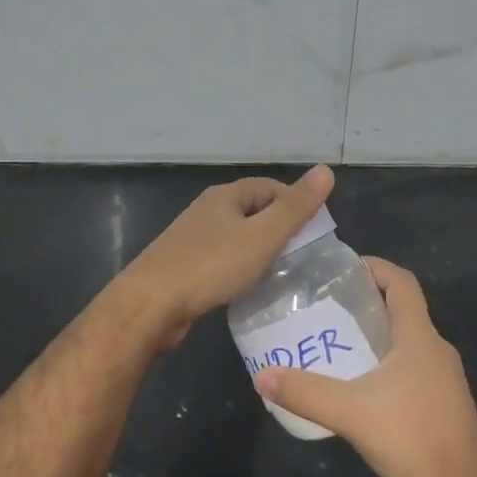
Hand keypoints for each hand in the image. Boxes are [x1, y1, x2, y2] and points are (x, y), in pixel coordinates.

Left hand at [119, 164, 334, 348]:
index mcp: (225, 196)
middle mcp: (207, 211)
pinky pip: (223, 261)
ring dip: (260, 251)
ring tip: (283, 274)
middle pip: (253, 211)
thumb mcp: (262, 236)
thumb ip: (295, 207)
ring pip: (238, 238)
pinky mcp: (185, 268)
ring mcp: (193, 240)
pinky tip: (250, 289)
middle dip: (280, 229)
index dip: (296, 204)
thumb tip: (326, 170)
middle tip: (304, 256)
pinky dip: (241, 269)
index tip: (316, 232)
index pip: (271, 188)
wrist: (150, 305)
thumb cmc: (210, 266)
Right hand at [254, 259, 476, 476]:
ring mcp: (443, 377)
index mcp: (420, 337)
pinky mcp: (443, 402)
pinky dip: (385, 361)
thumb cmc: (414, 439)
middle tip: (327, 306)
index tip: (342, 268)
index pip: (402, 282)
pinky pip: (411, 365)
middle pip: (403, 308)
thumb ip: (306, 393)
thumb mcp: (352, 413)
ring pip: (407, 339)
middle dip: (367, 300)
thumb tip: (262, 375)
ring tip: (336, 341)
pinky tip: (360, 384)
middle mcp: (436, 349)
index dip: (375, 267)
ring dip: (376, 333)